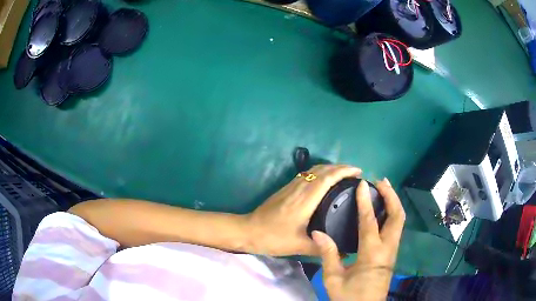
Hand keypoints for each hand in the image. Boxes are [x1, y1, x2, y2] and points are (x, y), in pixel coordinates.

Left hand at [245, 165, 360, 255]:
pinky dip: (320, 172)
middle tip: (355, 173)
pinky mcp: (286, 188)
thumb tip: (343, 253)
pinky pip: (307, 174)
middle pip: (322, 169)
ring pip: (314, 170)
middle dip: (340, 167)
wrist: (248, 230)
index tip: (358, 172)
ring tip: (344, 175)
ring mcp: (291, 186)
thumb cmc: (273, 238)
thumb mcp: (299, 246)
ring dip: (330, 168)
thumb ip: (322, 248)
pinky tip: (325, 182)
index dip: (344, 171)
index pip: (327, 177)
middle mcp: (299, 188)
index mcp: (305, 199)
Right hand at [312, 179, 405, 300]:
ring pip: (400, 220)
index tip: (361, 184)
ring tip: (384, 189)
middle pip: (397, 215)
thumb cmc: (349, 296)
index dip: (365, 201)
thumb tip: (318, 232)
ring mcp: (393, 250)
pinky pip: (396, 227)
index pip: (369, 221)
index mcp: (371, 253)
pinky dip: (392, 213)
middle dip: (391, 195)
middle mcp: (387, 248)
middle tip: (380, 182)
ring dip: (394, 202)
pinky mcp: (392, 254)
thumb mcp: (333, 279)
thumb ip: (328, 254)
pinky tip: (383, 210)